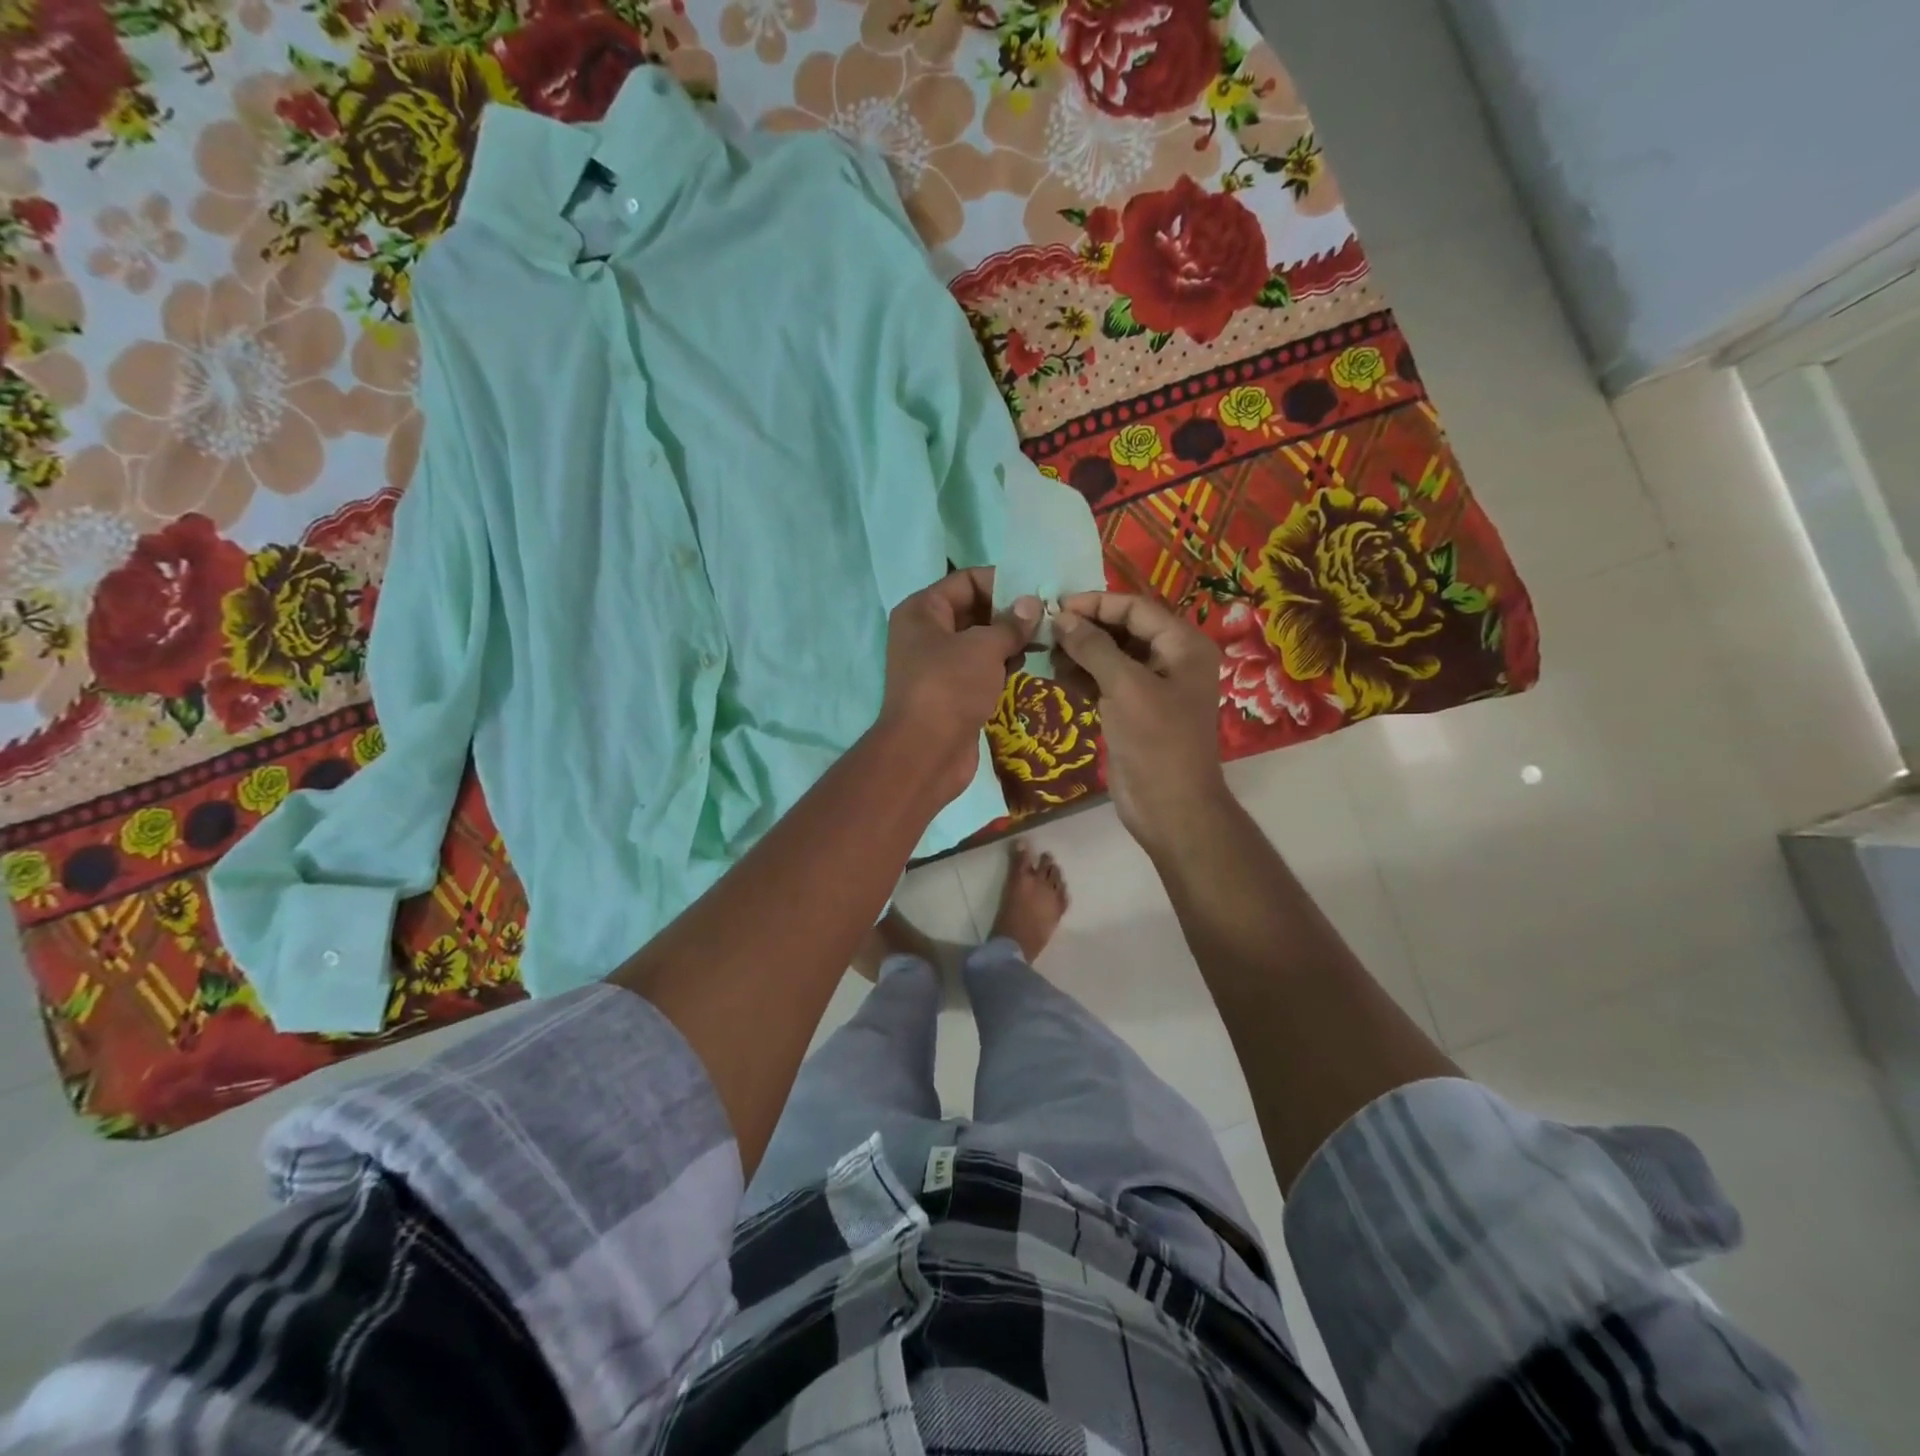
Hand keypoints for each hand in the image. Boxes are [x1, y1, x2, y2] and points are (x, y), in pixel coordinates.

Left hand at [879, 567, 1040, 807]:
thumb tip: (1032, 604)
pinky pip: (980, 668)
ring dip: (1009, 640)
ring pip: (979, 641)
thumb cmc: (950, 687)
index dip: (1002, 581)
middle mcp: (926, 633)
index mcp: (922, 610)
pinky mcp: (952, 692)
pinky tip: (1027, 665)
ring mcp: (937, 665)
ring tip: (1046, 640)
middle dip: (1010, 612)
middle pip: (973, 610)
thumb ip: (1010, 623)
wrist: (925, 753)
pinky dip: (1001, 665)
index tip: (1038, 590)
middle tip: (1050, 616)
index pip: (966, 580)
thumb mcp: (983, 647)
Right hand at [1051, 591, 1228, 850]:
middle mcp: (1171, 660)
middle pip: (1123, 630)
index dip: (1096, 604)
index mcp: (1183, 646)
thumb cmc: (1156, 741)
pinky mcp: (1133, 711)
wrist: (1170, 807)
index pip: (1136, 609)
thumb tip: (1061, 618)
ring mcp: (1151, 687)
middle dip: (1085, 629)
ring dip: (1079, 653)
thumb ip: (1093, 647)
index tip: (1056, 606)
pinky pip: (1105, 682)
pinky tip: (1056, 676)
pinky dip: (1082, 677)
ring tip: (1046, 653)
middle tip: (1045, 630)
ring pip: (1110, 656)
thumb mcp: (1125, 687)